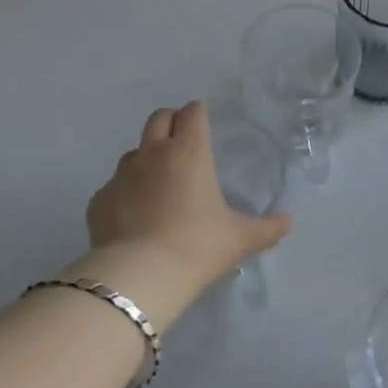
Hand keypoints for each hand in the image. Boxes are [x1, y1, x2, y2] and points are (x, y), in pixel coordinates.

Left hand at [87, 102, 291, 293]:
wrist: (140, 274)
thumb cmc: (198, 247)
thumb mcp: (240, 239)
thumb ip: (268, 228)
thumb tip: (288, 222)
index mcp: (188, 153)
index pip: (192, 114)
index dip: (198, 113)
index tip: (202, 120)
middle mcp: (152, 154)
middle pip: (158, 119)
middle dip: (170, 121)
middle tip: (180, 139)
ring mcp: (121, 176)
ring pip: (133, 152)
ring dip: (146, 158)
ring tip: (158, 184)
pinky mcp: (100, 200)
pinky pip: (114, 187)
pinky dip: (125, 194)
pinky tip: (134, 217)